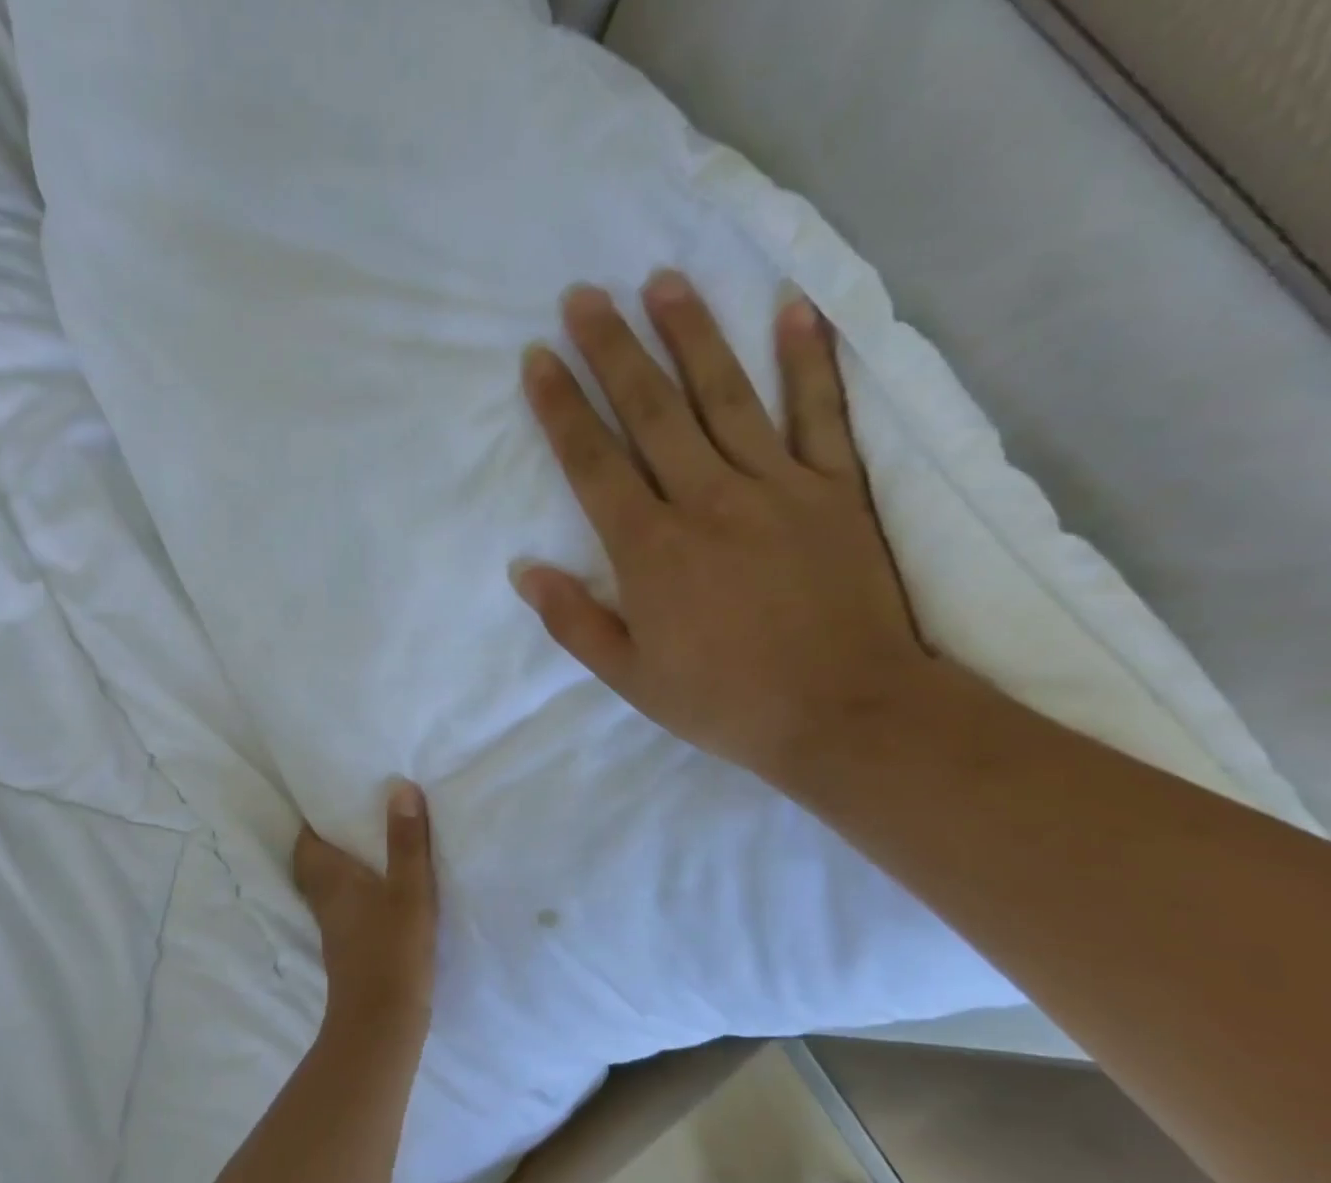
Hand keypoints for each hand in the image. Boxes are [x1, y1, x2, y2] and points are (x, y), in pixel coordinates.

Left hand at [292, 780, 439, 1039]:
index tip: (333, 798)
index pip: (305, 842)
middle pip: (312, 864)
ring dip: (343, 867)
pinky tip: (385, 890)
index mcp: (331, 880)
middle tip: (354, 820)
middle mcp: (325, 900)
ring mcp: (336, 927)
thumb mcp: (409, 890)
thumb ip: (405, 841)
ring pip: (329, 886)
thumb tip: (400, 787)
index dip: (313, 821)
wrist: (382, 1024)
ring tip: (373, 847)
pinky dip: (358, 891)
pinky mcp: (350, 948)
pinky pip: (347, 906)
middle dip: (327, 841)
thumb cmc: (392, 950)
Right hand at [513, 272, 934, 785]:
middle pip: (652, 412)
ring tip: (662, 280)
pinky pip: (821, 413)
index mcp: (652, 551)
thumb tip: (524, 570)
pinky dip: (809, 360)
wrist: (844, 715)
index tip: (540, 360)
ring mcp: (777, 488)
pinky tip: (793, 308)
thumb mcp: (630, 678)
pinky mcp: (835, 490)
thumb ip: (573, 622)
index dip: (562, 408)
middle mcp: (707, 502)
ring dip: (692, 334)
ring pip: (726, 397)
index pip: (595, 464)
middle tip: (585, 296)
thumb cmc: (725, 702)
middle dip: (613, 351)